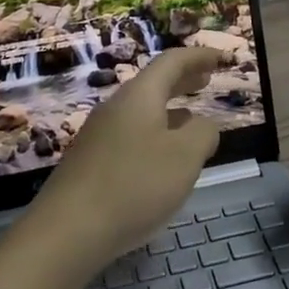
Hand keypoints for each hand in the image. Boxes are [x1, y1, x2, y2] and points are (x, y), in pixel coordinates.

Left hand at [25, 47, 223, 271]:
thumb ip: (203, 134)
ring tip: (191, 121)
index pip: (172, 62)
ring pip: (141, 111)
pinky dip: (154, 133)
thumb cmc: (134, 185)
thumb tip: (203, 126)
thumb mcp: (185, 157)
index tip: (222, 58)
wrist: (67, 231)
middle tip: (206, 81)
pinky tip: (161, 158)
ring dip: (169, 109)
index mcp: (140, 96)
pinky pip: (130, 134)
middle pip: (153, 83)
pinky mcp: (90, 162)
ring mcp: (99, 135)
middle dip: (182, 80)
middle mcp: (116, 107)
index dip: (199, 57)